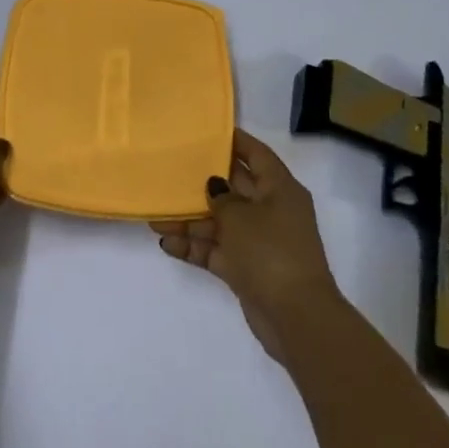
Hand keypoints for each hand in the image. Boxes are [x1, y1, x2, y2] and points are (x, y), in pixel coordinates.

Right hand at [150, 130, 341, 359]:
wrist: (294, 316)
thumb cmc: (270, 251)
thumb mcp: (240, 216)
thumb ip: (221, 196)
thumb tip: (214, 185)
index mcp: (280, 189)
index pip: (256, 155)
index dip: (234, 141)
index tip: (205, 132)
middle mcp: (271, 211)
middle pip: (233, 189)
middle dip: (201, 183)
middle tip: (168, 172)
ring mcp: (259, 242)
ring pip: (220, 222)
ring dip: (190, 221)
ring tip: (155, 218)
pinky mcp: (246, 268)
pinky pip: (216, 250)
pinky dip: (195, 247)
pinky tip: (166, 244)